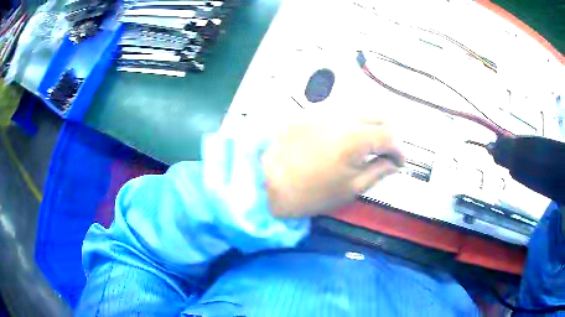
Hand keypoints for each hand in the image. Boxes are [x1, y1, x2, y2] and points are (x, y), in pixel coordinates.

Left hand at [262, 112, 403, 217]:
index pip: (388, 135)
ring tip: (366, 147)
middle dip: (387, 134)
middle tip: (386, 153)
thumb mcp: (349, 189)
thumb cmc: (309, 193)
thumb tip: (394, 164)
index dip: (398, 150)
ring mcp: (323, 112)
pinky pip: (338, 113)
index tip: (399, 163)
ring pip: (358, 112)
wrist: (265, 182)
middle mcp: (342, 117)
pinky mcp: (309, 113)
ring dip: (369, 127)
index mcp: (355, 137)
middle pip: (376, 117)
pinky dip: (350, 124)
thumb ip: (377, 172)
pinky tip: (343, 140)